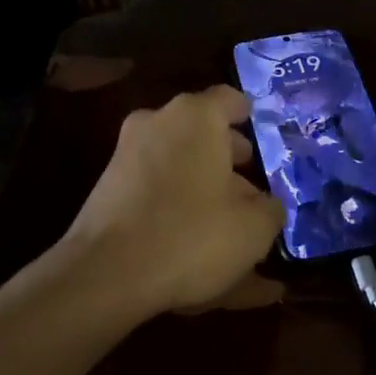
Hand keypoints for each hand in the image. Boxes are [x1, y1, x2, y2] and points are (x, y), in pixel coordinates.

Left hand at [61, 86, 285, 317]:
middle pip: (202, 133)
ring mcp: (126, 156)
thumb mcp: (254, 228)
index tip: (265, 138)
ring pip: (178, 162)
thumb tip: (264, 204)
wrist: (105, 274)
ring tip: (228, 223)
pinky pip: (155, 188)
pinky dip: (176, 205)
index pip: (231, 100)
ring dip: (202, 184)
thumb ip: (269, 208)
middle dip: (228, 157)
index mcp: (195, 117)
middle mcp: (156, 124)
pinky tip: (193, 240)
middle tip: (252, 185)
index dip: (251, 118)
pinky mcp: (107, 190)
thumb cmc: (191, 235)